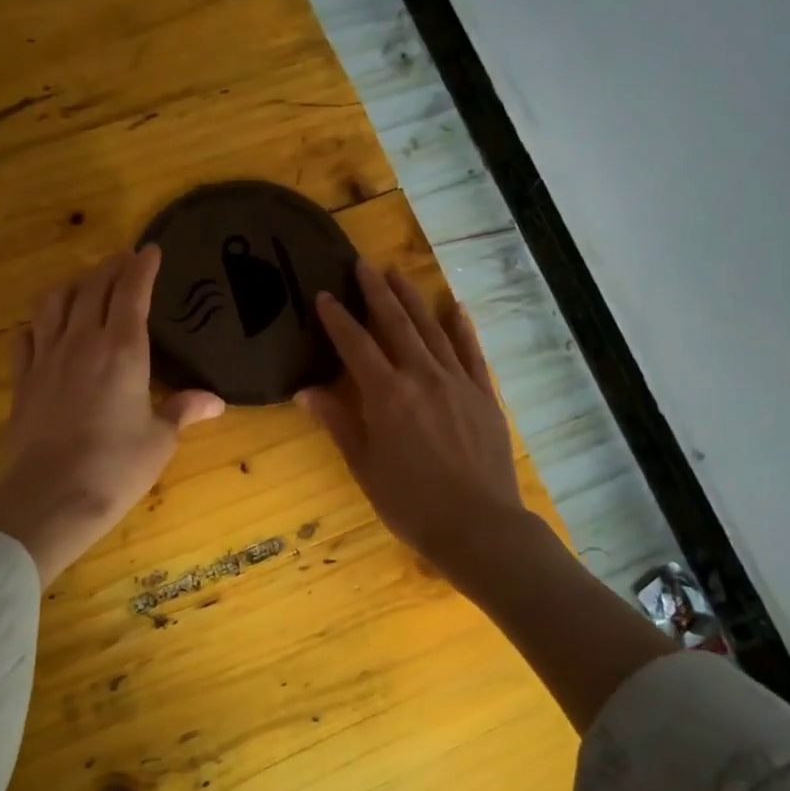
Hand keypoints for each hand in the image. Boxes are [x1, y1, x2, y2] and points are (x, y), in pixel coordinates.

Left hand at [0, 246, 223, 584]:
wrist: (49, 497)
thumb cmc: (115, 468)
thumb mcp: (159, 440)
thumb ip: (183, 411)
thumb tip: (215, 402)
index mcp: (123, 350)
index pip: (131, 292)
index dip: (141, 267)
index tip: (150, 250)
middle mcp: (82, 342)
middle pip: (92, 287)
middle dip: (110, 267)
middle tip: (124, 260)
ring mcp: (46, 358)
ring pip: (54, 302)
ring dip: (72, 285)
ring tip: (85, 284)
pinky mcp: (22, 380)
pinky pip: (26, 336)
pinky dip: (39, 322)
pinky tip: (46, 327)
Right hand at [298, 262, 526, 581]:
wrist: (478, 525)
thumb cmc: (410, 503)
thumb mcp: (364, 466)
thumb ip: (337, 422)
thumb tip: (305, 391)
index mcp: (386, 395)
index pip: (356, 345)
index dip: (338, 319)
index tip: (324, 295)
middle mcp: (422, 377)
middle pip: (396, 325)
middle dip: (377, 293)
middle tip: (363, 265)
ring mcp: (458, 382)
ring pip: (432, 330)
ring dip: (413, 300)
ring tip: (398, 274)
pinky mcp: (484, 394)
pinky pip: (471, 352)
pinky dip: (461, 327)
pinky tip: (454, 307)